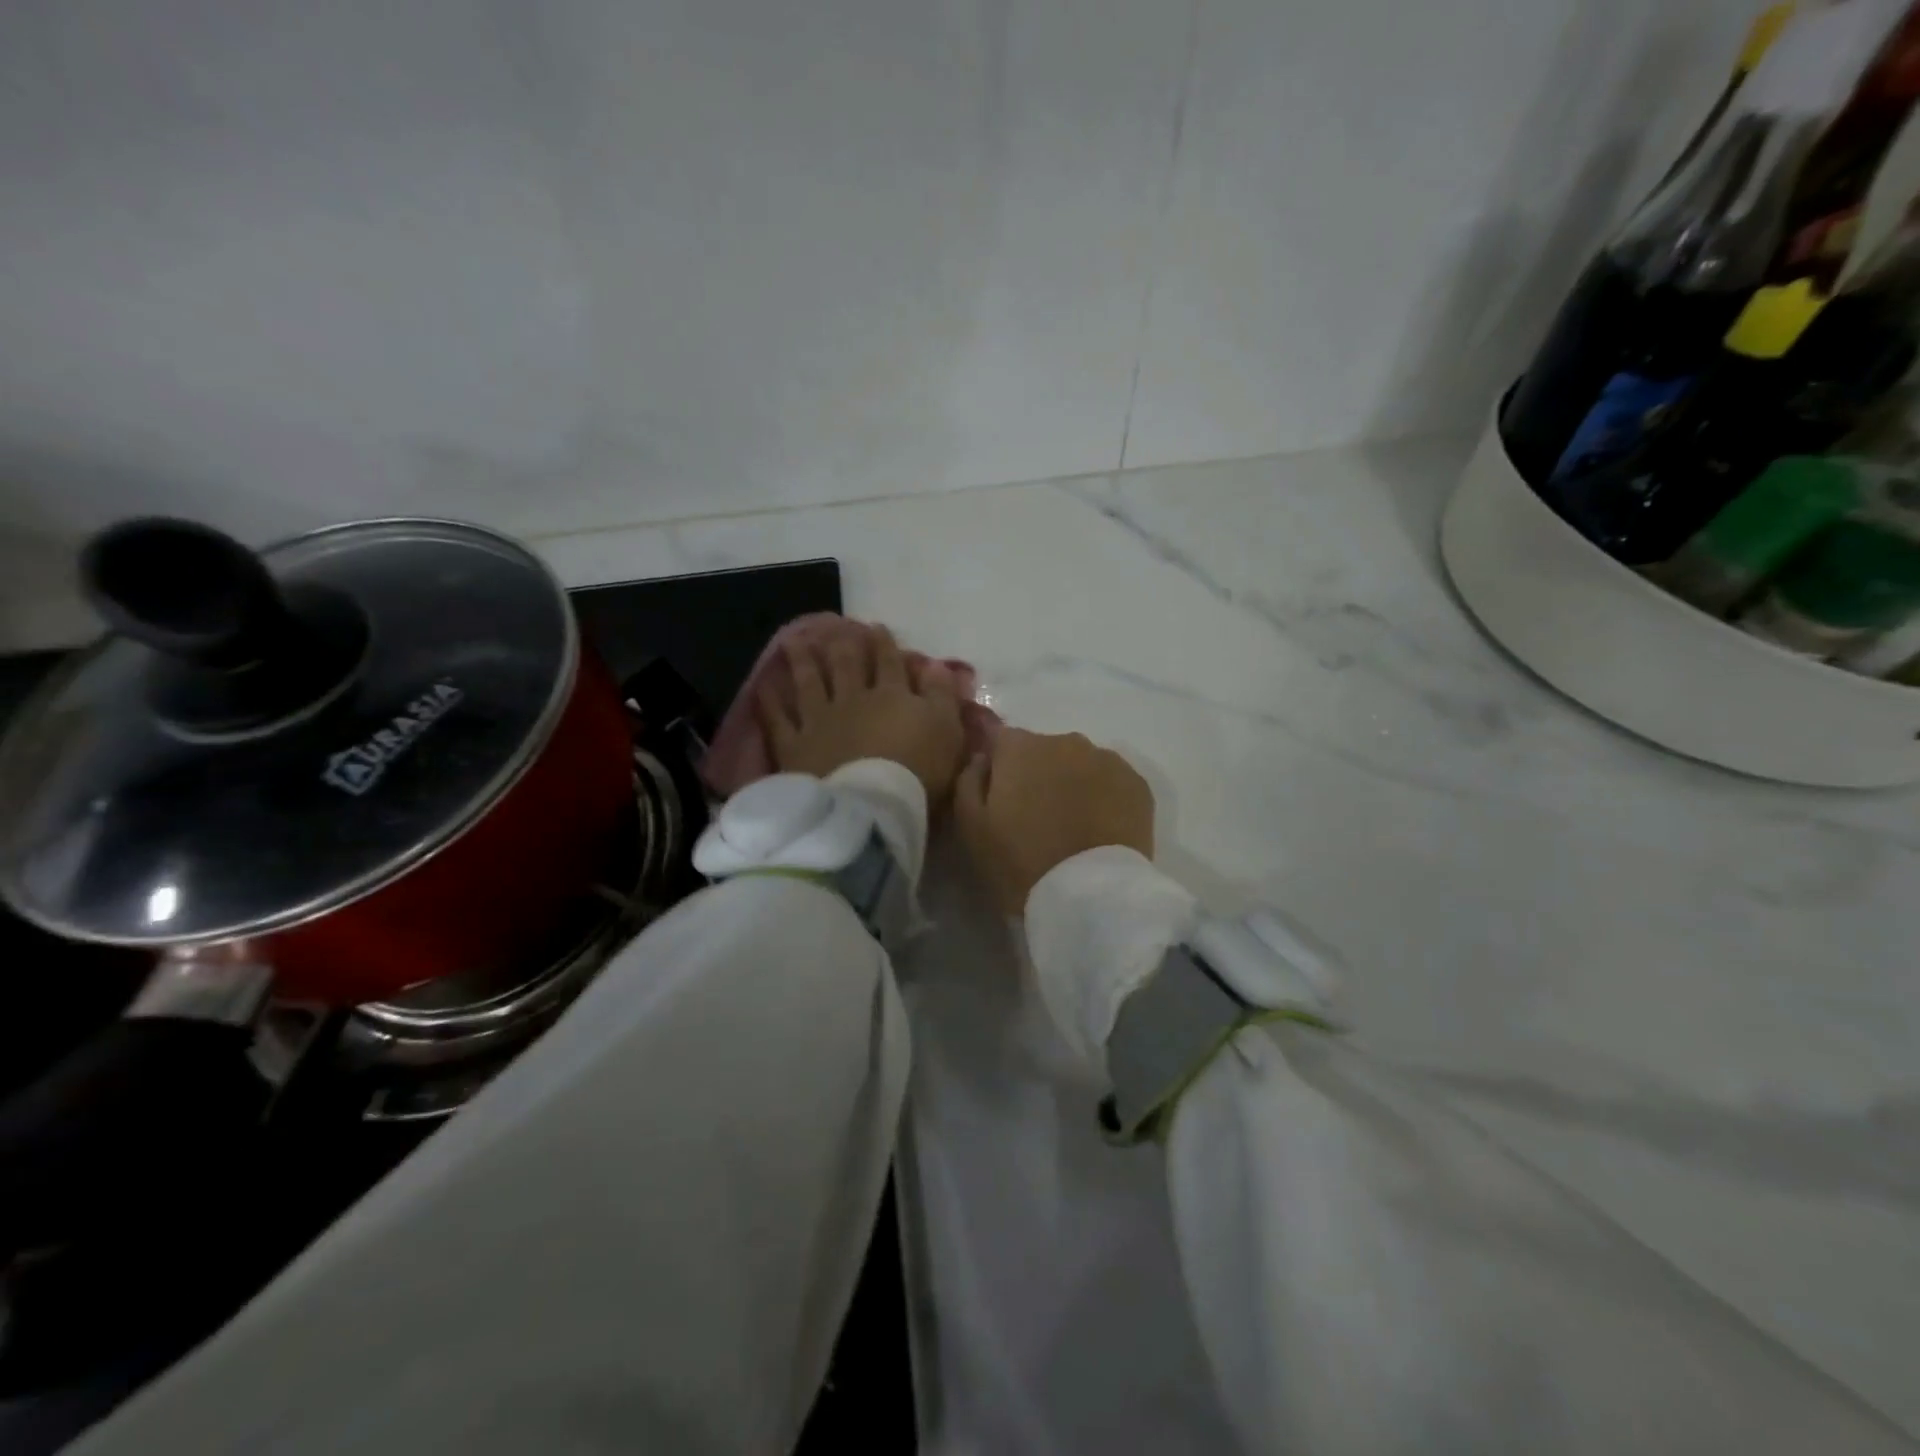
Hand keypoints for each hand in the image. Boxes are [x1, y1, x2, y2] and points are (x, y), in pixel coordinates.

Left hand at [758, 625, 967, 802]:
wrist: (872, 804)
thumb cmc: (919, 769)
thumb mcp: (947, 730)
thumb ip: (941, 695)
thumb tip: (936, 665)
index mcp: (891, 695)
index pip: (889, 663)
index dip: (884, 643)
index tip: (876, 627)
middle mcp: (852, 699)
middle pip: (846, 665)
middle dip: (841, 644)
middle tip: (834, 627)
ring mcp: (819, 720)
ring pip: (809, 682)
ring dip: (802, 660)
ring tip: (795, 642)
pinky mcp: (795, 745)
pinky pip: (779, 719)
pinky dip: (771, 701)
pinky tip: (765, 686)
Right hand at [953, 728, 1153, 915]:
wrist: (1090, 895)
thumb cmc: (1020, 861)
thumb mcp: (971, 827)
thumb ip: (968, 781)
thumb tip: (982, 758)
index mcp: (1020, 747)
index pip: (999, 738)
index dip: (997, 764)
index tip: (999, 794)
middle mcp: (1064, 740)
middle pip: (1042, 750)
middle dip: (1037, 775)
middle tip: (1036, 817)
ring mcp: (1106, 759)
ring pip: (1079, 764)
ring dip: (1071, 783)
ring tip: (1071, 825)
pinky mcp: (1138, 783)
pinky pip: (1110, 782)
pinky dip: (1103, 797)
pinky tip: (1098, 828)